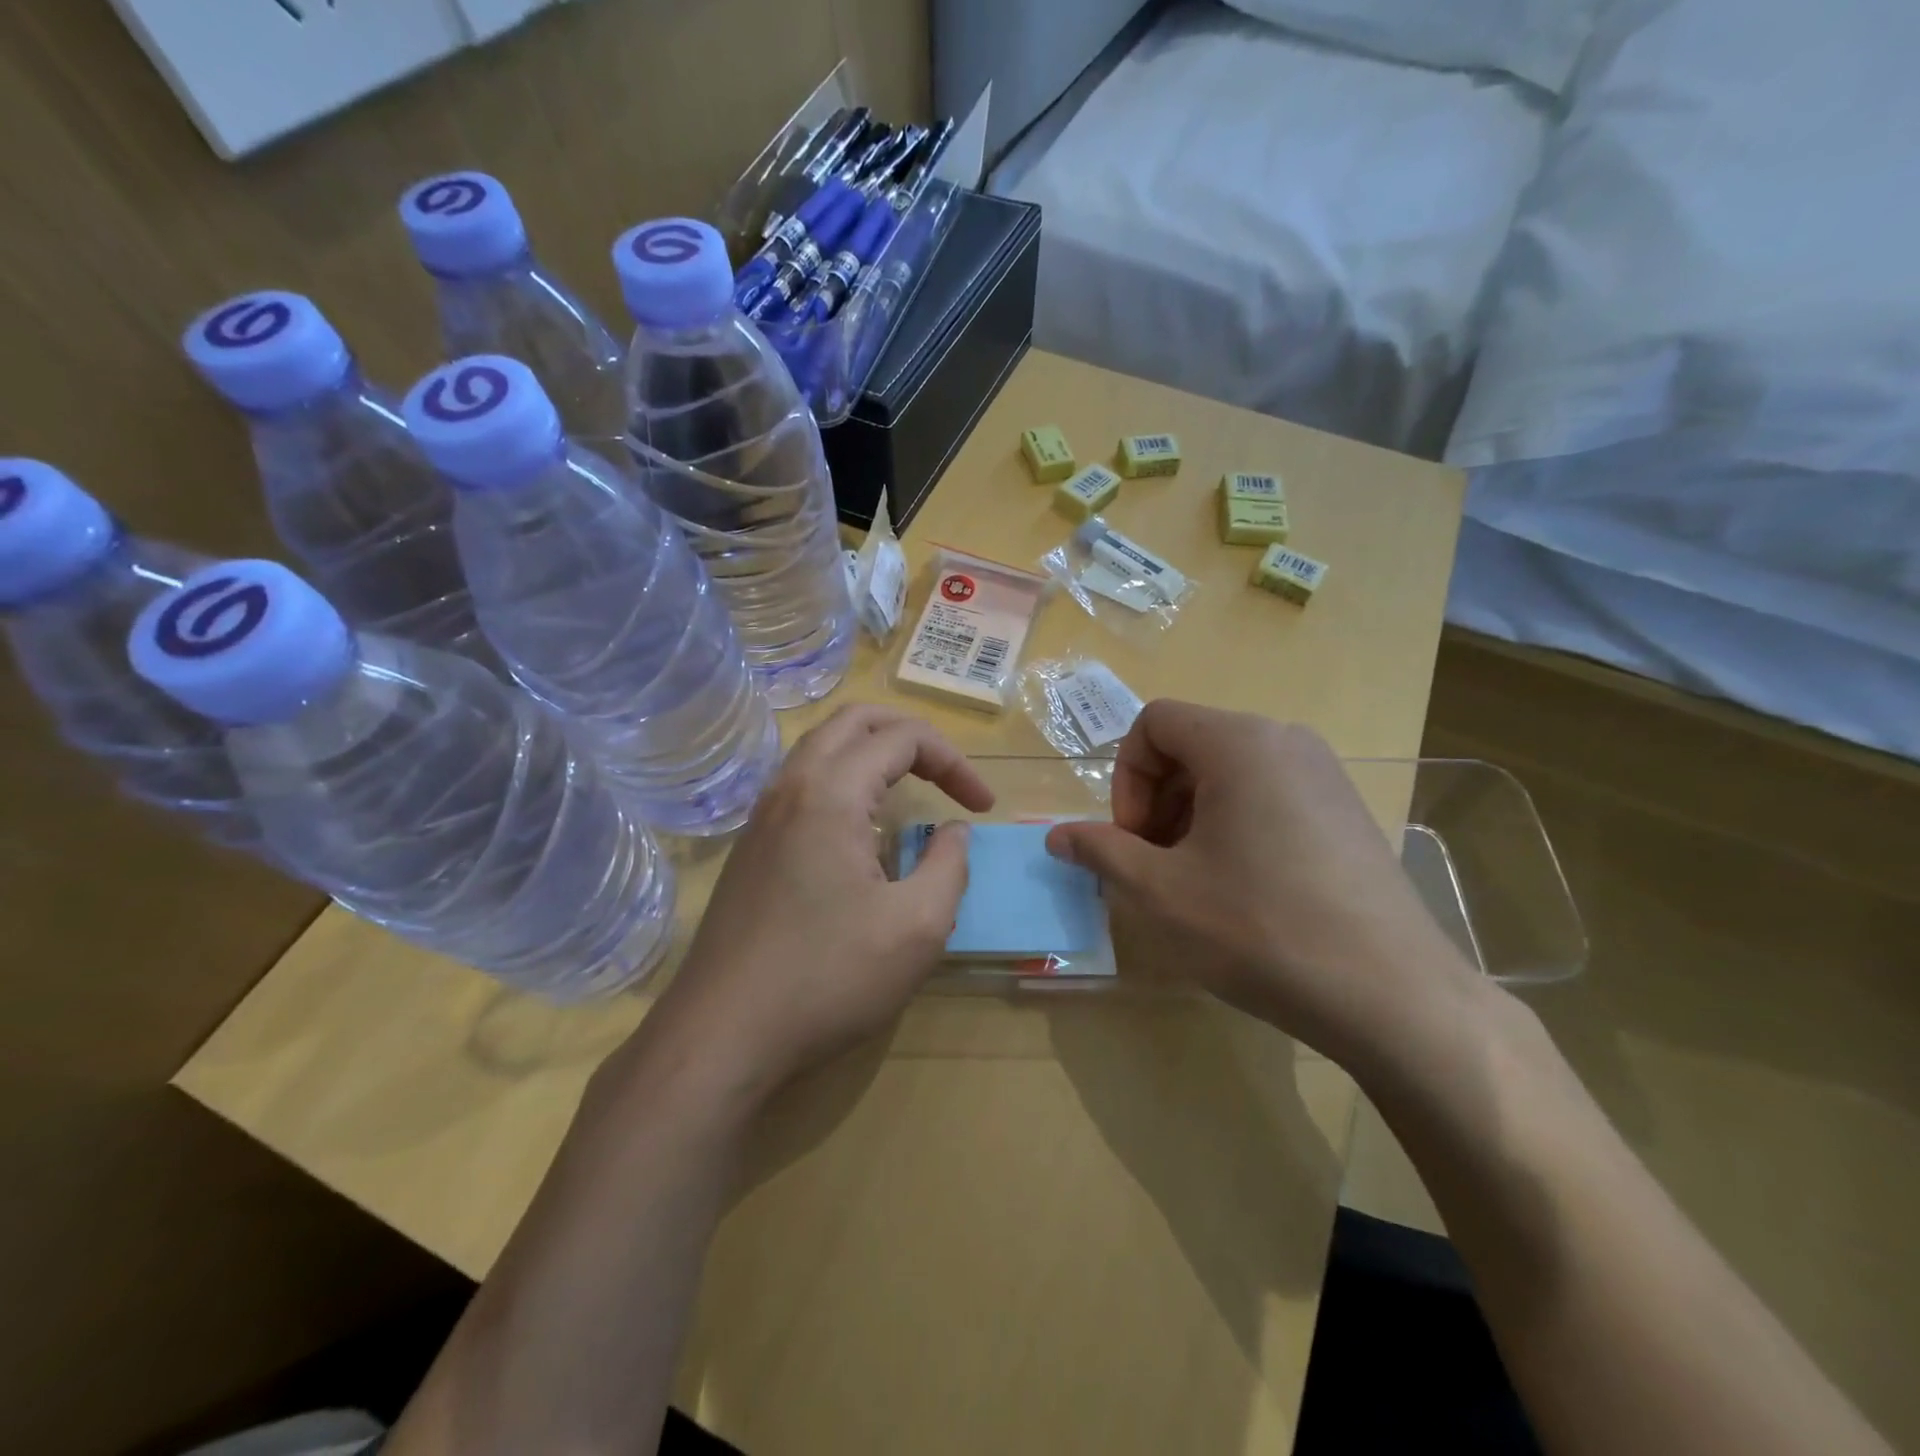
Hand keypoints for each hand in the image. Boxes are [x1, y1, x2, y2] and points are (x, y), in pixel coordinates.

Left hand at [643, 705, 992, 1100]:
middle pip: (855, 720)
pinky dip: (844, 781)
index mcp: (831, 791)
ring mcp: (762, 815)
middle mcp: (790, 786)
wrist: (722, 1034)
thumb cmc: (827, 977)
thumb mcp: (917, 927)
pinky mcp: (751, 846)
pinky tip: (862, 832)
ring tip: (910, 792)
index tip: (983, 808)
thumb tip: (953, 832)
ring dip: (873, 753)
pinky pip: (803, 784)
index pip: (904, 737)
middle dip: (911, 736)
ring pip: (822, 748)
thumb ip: (950, 865)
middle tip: (947, 776)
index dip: (955, 762)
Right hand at [1046, 700, 1478, 1069]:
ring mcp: (1324, 773)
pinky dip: (1234, 825)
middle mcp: (1285, 739)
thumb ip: (1100, 851)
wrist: (1392, 996)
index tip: (1133, 841)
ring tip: (1194, 881)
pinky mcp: (1345, 810)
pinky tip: (1243, 889)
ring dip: (1191, 815)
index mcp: (1239, 741)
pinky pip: (1268, 794)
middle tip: (1156, 865)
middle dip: (1156, 800)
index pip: (1154, 723)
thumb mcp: (1160, 892)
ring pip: (1228, 771)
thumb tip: (1056, 836)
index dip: (1126, 778)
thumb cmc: (1260, 929)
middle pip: (1191, 744)